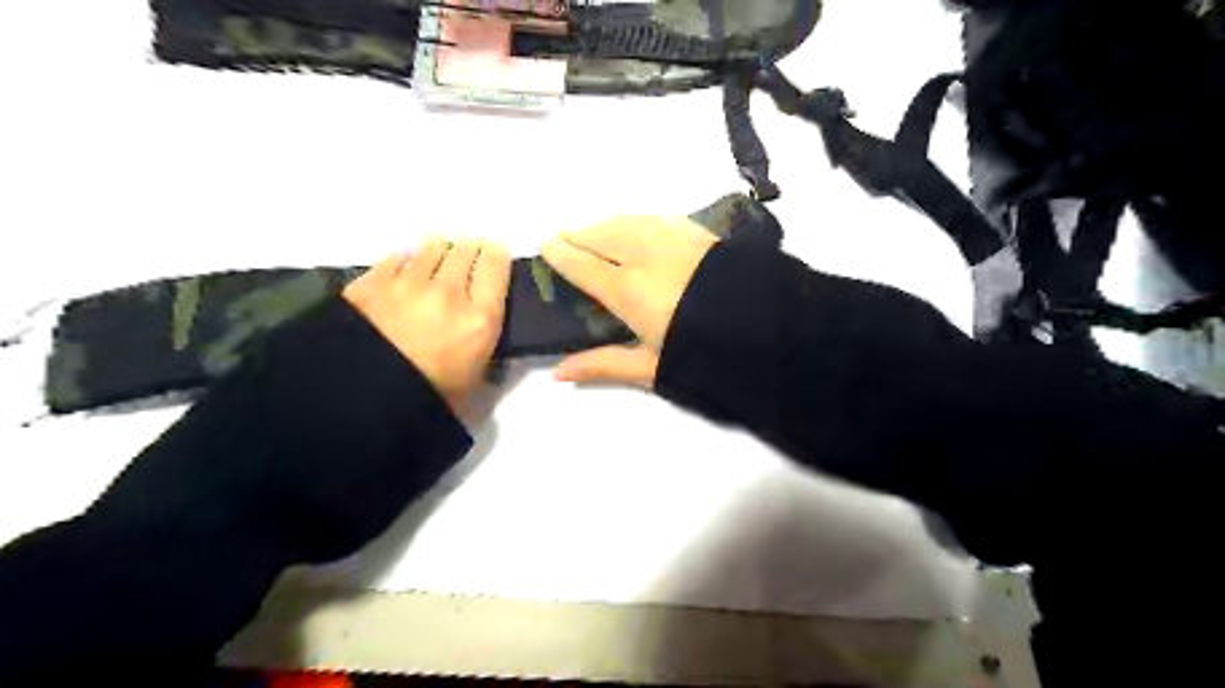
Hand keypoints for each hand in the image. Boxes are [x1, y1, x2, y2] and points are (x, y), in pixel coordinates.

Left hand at [341, 236, 510, 414]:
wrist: (360, 403)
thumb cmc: (429, 398)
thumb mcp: (475, 379)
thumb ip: (486, 345)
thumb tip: (483, 325)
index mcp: (480, 319)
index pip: (497, 266)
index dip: (497, 254)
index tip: (495, 253)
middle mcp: (448, 292)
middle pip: (465, 250)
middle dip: (469, 250)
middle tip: (467, 257)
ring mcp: (407, 284)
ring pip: (430, 248)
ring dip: (437, 251)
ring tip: (434, 260)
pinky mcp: (372, 282)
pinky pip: (396, 258)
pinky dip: (404, 262)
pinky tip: (403, 273)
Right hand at [537, 214, 719, 386]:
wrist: (761, 329)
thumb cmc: (701, 353)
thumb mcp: (650, 367)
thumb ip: (602, 364)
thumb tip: (557, 373)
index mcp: (627, 290)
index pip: (581, 263)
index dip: (560, 253)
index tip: (546, 246)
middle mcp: (643, 256)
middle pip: (600, 234)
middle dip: (577, 234)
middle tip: (565, 238)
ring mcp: (672, 239)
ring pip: (626, 221)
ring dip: (604, 225)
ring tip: (594, 232)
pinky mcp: (696, 233)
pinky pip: (655, 218)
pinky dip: (636, 221)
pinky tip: (635, 227)